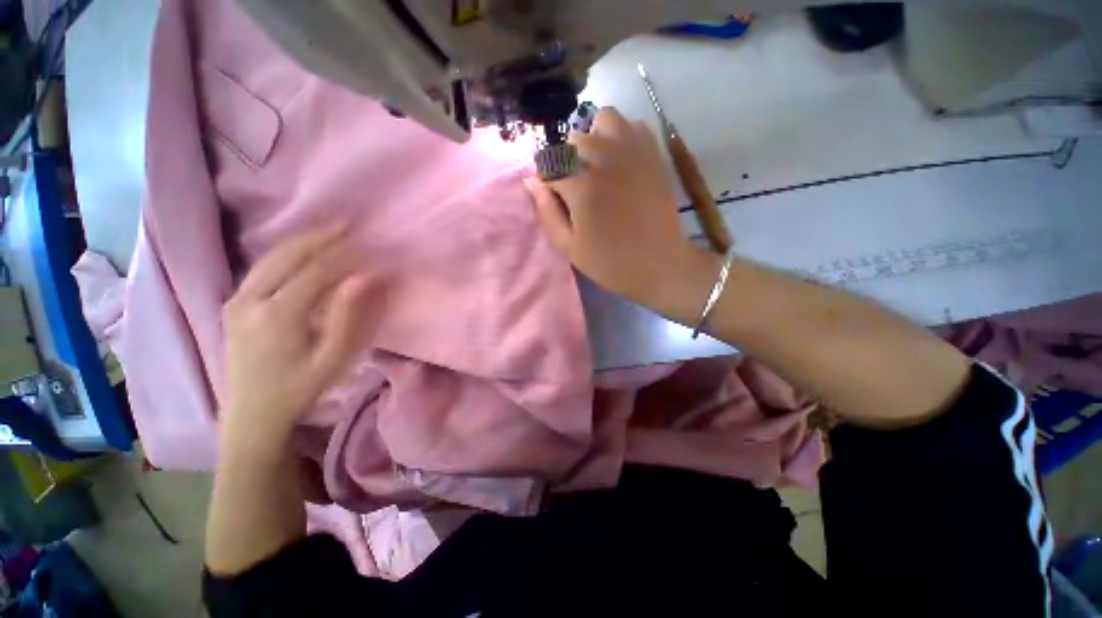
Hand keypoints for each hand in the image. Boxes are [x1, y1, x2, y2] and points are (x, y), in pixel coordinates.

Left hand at [222, 224, 368, 448]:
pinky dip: (283, 255)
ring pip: (269, 259)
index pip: (315, 272)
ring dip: (300, 242)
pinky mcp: (232, 305)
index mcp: (278, 315)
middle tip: (346, 225)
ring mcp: (236, 301)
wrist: (251, 414)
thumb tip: (363, 278)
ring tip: (326, 231)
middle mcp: (250, 300)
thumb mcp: (333, 357)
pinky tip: (298, 250)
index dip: (344, 258)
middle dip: (319, 238)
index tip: (367, 249)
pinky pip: (260, 270)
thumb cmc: (300, 387)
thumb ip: (346, 315)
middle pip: (287, 257)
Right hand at [524, 107, 719, 321]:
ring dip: (594, 139)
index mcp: (581, 186)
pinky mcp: (653, 155)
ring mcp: (632, 152)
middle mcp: (604, 159)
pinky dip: (621, 136)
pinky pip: (633, 125)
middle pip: (573, 141)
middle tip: (578, 189)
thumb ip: (546, 212)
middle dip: (568, 162)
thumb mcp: (569, 247)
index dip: (548, 182)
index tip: (556, 199)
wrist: (660, 265)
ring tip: (598, 166)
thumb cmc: (610, 263)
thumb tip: (531, 181)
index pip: (549, 165)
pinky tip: (621, 160)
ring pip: (603, 120)